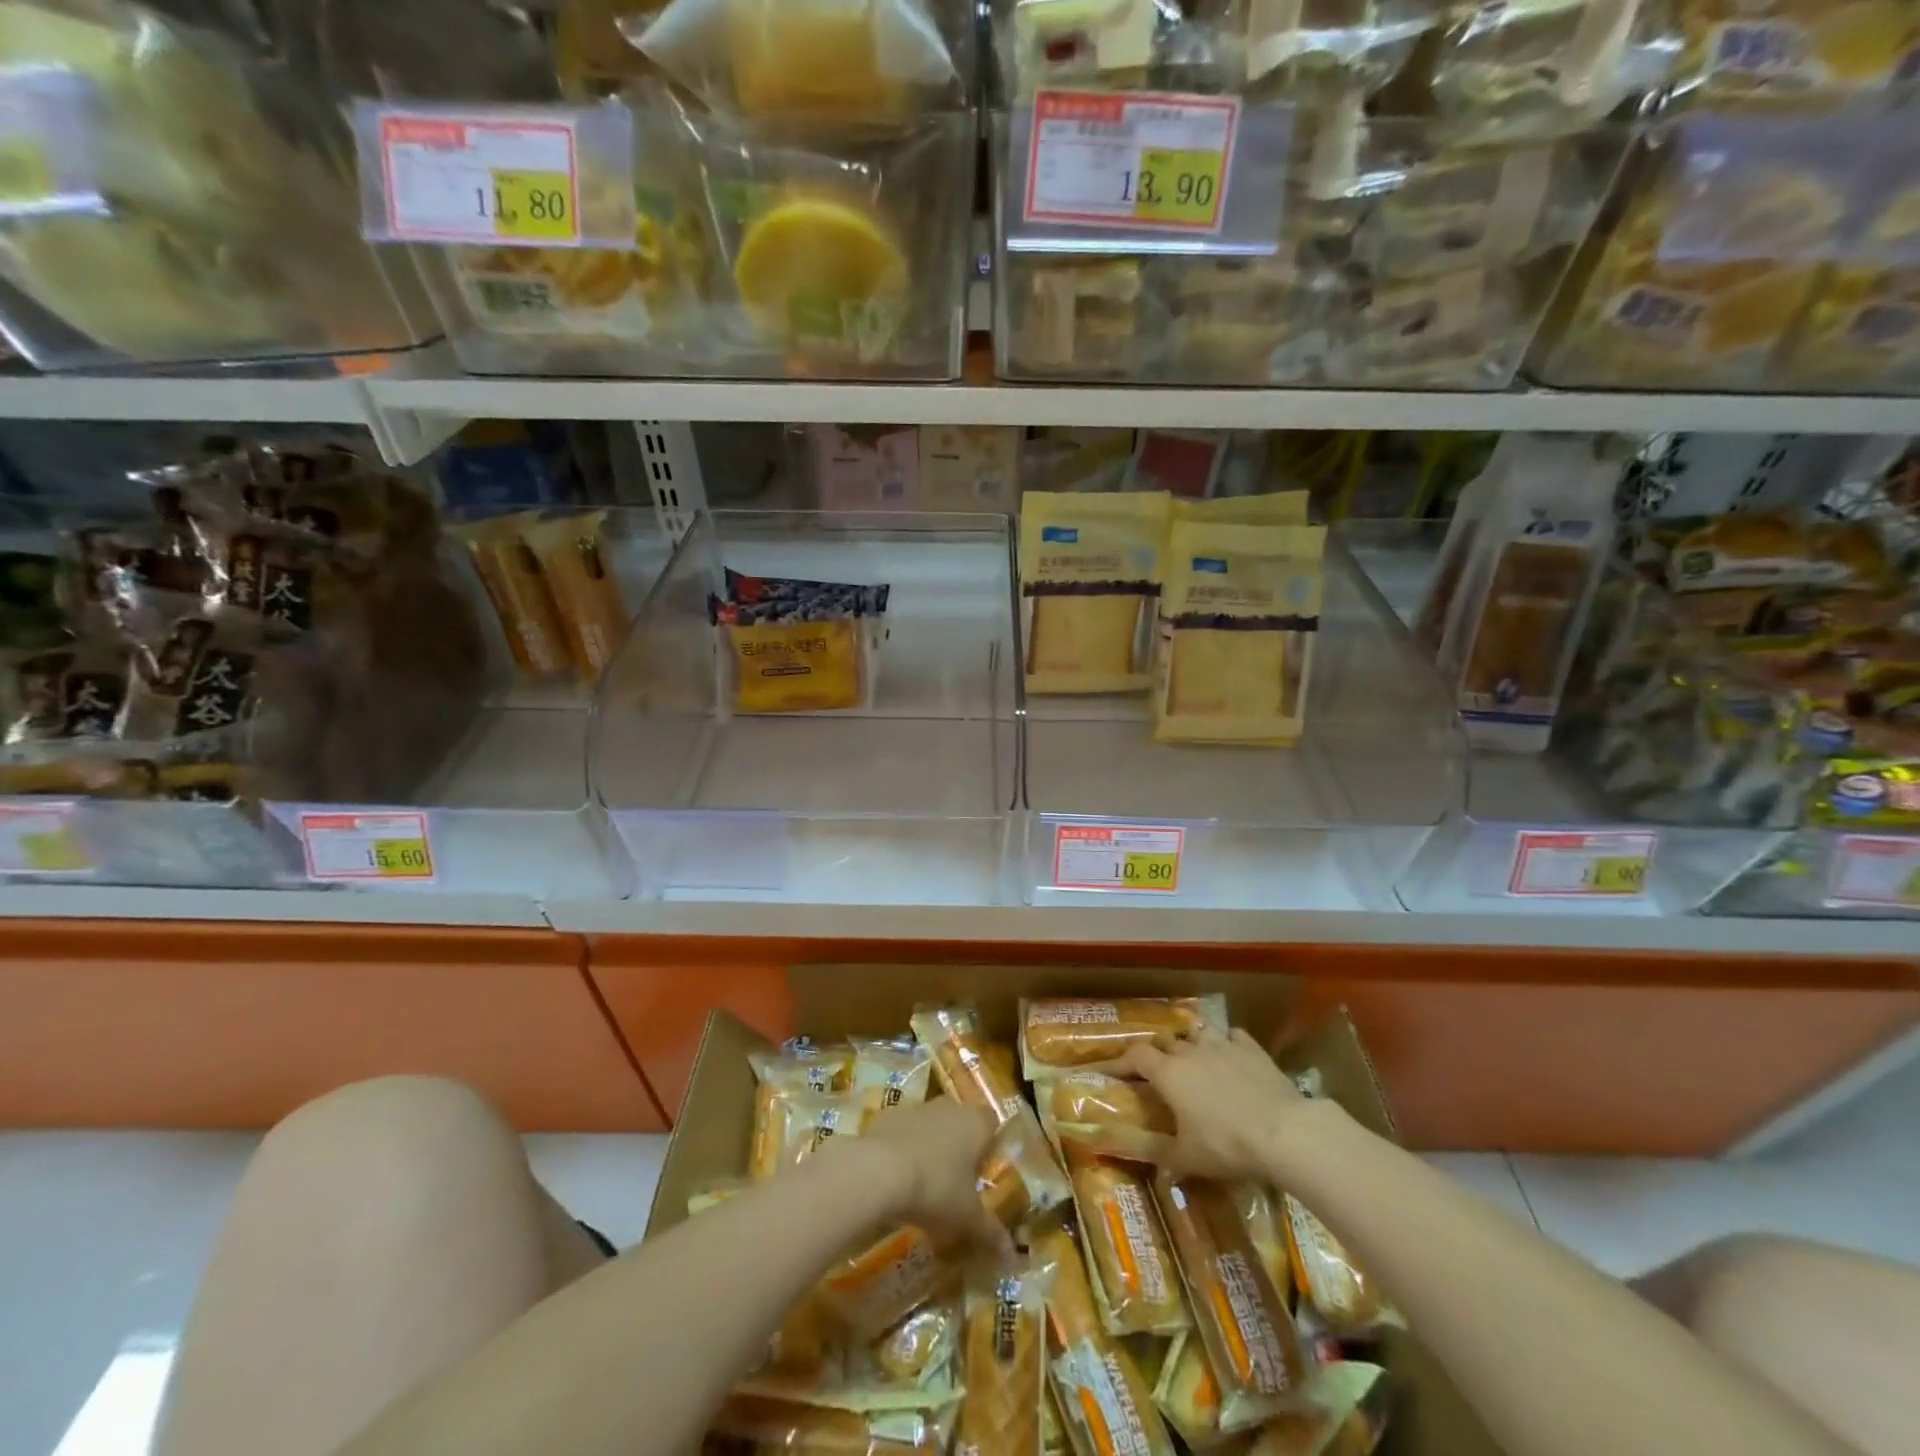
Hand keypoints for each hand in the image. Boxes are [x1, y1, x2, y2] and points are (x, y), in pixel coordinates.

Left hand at [854, 1099, 998, 1242]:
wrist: (880, 1171)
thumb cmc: (936, 1188)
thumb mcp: (967, 1218)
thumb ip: (991, 1233)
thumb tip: (1013, 1258)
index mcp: (976, 1122)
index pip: (992, 1123)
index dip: (990, 1143)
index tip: (985, 1170)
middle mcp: (950, 1107)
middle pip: (961, 1121)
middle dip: (960, 1146)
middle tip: (958, 1180)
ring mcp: (918, 1108)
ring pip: (932, 1124)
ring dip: (931, 1145)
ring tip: (927, 1181)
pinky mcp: (890, 1115)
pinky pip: (905, 1131)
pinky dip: (905, 1148)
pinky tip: (899, 1177)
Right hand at [1122, 1026, 1326, 1180]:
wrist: (1285, 1132)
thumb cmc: (1227, 1145)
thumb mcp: (1186, 1158)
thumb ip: (1155, 1153)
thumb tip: (1122, 1153)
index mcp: (1169, 1073)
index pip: (1135, 1056)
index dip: (1122, 1062)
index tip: (1113, 1072)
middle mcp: (1190, 1052)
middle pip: (1165, 1042)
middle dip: (1157, 1054)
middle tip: (1157, 1072)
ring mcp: (1223, 1045)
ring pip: (1198, 1033)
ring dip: (1191, 1043)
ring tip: (1193, 1058)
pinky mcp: (1252, 1049)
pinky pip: (1233, 1036)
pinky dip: (1227, 1043)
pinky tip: (1231, 1054)